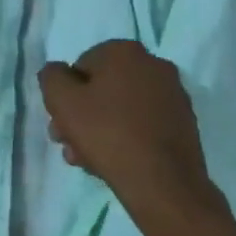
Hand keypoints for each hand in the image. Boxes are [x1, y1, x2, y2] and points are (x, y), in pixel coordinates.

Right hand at [39, 39, 214, 227]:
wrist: (164, 184)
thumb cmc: (108, 134)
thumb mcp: (62, 101)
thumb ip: (51, 78)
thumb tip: (56, 72)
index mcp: (125, 51)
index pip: (81, 67)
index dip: (66, 96)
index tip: (61, 123)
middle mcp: (153, 64)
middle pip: (103, 89)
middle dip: (82, 116)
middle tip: (68, 144)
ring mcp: (173, 95)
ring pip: (122, 109)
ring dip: (100, 130)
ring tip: (87, 161)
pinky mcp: (184, 124)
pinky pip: (143, 124)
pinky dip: (126, 137)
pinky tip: (113, 163)